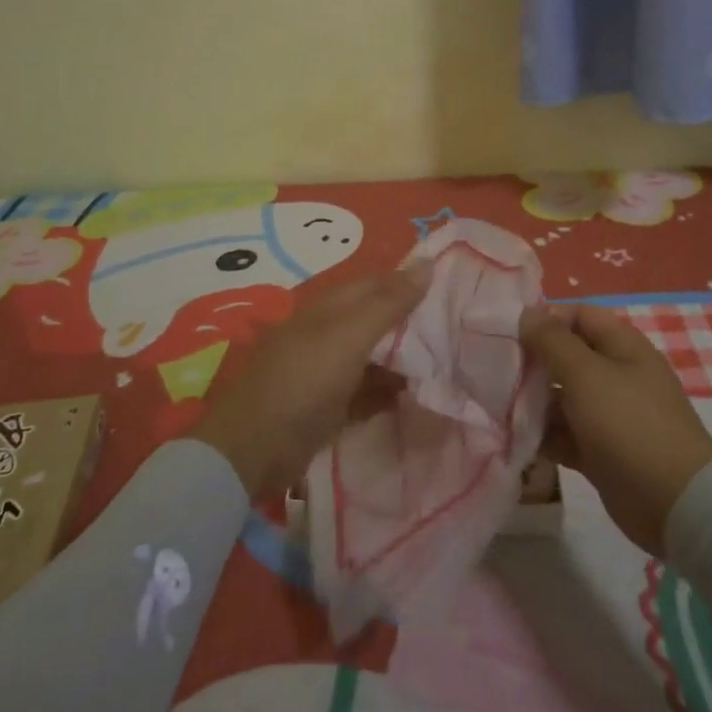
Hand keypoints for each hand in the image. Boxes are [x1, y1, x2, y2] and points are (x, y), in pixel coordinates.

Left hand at [190, 263, 431, 500]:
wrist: (254, 448)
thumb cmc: (304, 380)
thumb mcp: (350, 336)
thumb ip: (390, 303)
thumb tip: (427, 263)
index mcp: (330, 308)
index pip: (378, 283)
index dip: (411, 282)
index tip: (452, 288)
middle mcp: (330, 333)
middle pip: (378, 321)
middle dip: (412, 324)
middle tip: (458, 331)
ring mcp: (328, 371)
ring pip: (375, 358)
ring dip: (404, 361)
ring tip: (446, 365)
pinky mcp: (329, 406)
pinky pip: (367, 392)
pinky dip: (388, 392)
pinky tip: (417, 397)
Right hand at [517, 303, 711, 556]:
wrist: (674, 504)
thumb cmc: (628, 424)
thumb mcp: (586, 374)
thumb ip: (552, 341)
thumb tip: (526, 314)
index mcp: (622, 346)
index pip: (578, 316)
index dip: (545, 319)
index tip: (508, 333)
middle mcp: (616, 374)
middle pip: (567, 357)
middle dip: (532, 363)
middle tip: (494, 371)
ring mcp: (610, 415)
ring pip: (562, 398)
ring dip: (532, 402)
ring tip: (496, 407)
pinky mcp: (601, 451)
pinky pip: (565, 434)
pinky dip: (543, 435)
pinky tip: (514, 439)